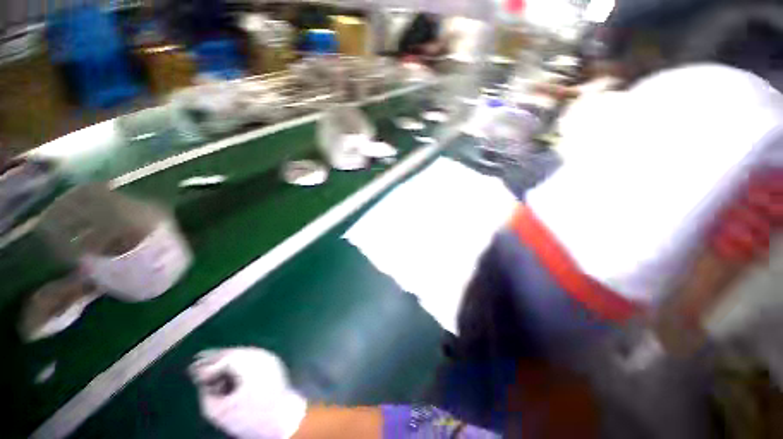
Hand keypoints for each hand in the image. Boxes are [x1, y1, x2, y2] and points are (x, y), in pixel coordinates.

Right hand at [190, 347, 307, 438]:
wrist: (282, 418)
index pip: (224, 358)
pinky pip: (250, 356)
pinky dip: (237, 361)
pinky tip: (228, 371)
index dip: (207, 364)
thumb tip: (202, 382)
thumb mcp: (220, 412)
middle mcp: (260, 356)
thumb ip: (206, 394)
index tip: (193, 371)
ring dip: (226, 359)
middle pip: (234, 352)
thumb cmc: (251, 418)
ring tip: (210, 368)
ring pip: (242, 353)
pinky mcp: (272, 362)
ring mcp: (268, 357)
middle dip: (215, 358)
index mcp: (249, 365)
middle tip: (197, 362)